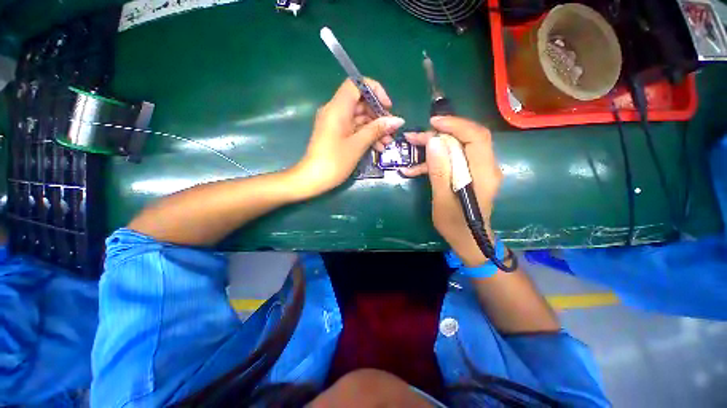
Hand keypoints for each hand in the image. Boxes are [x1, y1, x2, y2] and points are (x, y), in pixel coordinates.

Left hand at [294, 78, 404, 195]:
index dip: (375, 91)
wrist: (313, 179)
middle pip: (360, 103)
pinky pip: (354, 129)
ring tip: (388, 142)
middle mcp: (335, 111)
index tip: (387, 107)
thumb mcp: (358, 145)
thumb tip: (398, 120)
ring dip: (375, 128)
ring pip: (359, 118)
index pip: (356, 84)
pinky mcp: (336, 134)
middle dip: (378, 115)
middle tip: (392, 130)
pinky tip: (378, 146)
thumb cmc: (334, 161)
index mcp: (338, 108)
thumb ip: (377, 130)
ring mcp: (336, 124)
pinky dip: (366, 135)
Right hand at [402, 116, 502, 266]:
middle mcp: (486, 167)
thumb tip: (433, 142)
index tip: (432, 123)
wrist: (469, 239)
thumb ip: (440, 172)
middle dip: (440, 134)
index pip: (476, 137)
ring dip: (435, 146)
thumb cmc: (456, 225)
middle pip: (466, 138)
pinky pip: (454, 159)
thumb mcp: (443, 201)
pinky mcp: (470, 174)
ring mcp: (478, 170)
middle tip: (415, 137)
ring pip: (458, 147)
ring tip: (412, 147)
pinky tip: (415, 169)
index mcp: (483, 173)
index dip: (455, 125)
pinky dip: (435, 161)